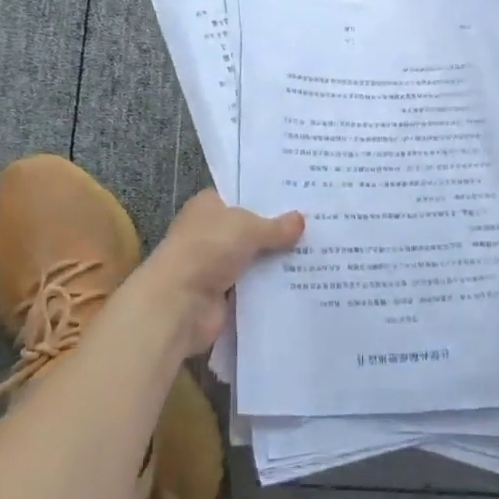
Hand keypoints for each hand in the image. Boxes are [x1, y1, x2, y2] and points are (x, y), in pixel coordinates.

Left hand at [132, 190, 303, 358]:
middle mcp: (212, 232)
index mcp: (209, 206)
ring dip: (279, 259)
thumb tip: (301, 220)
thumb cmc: (207, 250)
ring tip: (320, 252)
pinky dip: (274, 285)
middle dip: (280, 229)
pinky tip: (304, 280)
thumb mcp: (247, 228)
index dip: (269, 196)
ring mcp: (218, 264)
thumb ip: (275, 226)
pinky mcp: (225, 294)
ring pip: (256, 258)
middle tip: (319, 223)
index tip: (300, 195)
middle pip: (252, 228)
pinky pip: (256, 285)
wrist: (179, 304)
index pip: (242, 195)